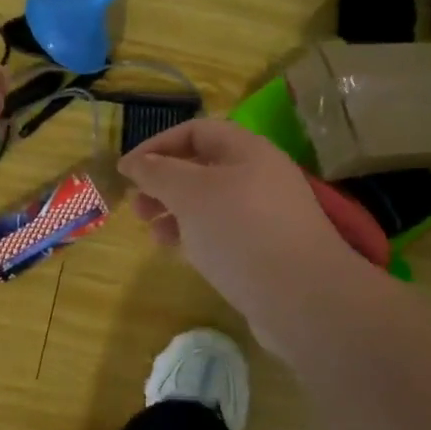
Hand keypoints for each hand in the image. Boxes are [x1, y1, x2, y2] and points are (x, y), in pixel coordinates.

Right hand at [120, 119, 362, 353]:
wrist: (303, 298)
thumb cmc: (240, 232)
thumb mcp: (190, 193)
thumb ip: (157, 173)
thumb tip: (134, 162)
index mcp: (247, 150)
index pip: (195, 131)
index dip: (157, 145)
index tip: (127, 171)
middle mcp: (260, 175)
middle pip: (202, 167)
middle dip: (164, 183)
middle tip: (137, 206)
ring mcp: (266, 214)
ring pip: (210, 203)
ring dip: (175, 212)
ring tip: (153, 233)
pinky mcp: (267, 249)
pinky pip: (223, 232)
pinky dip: (196, 236)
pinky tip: (181, 252)